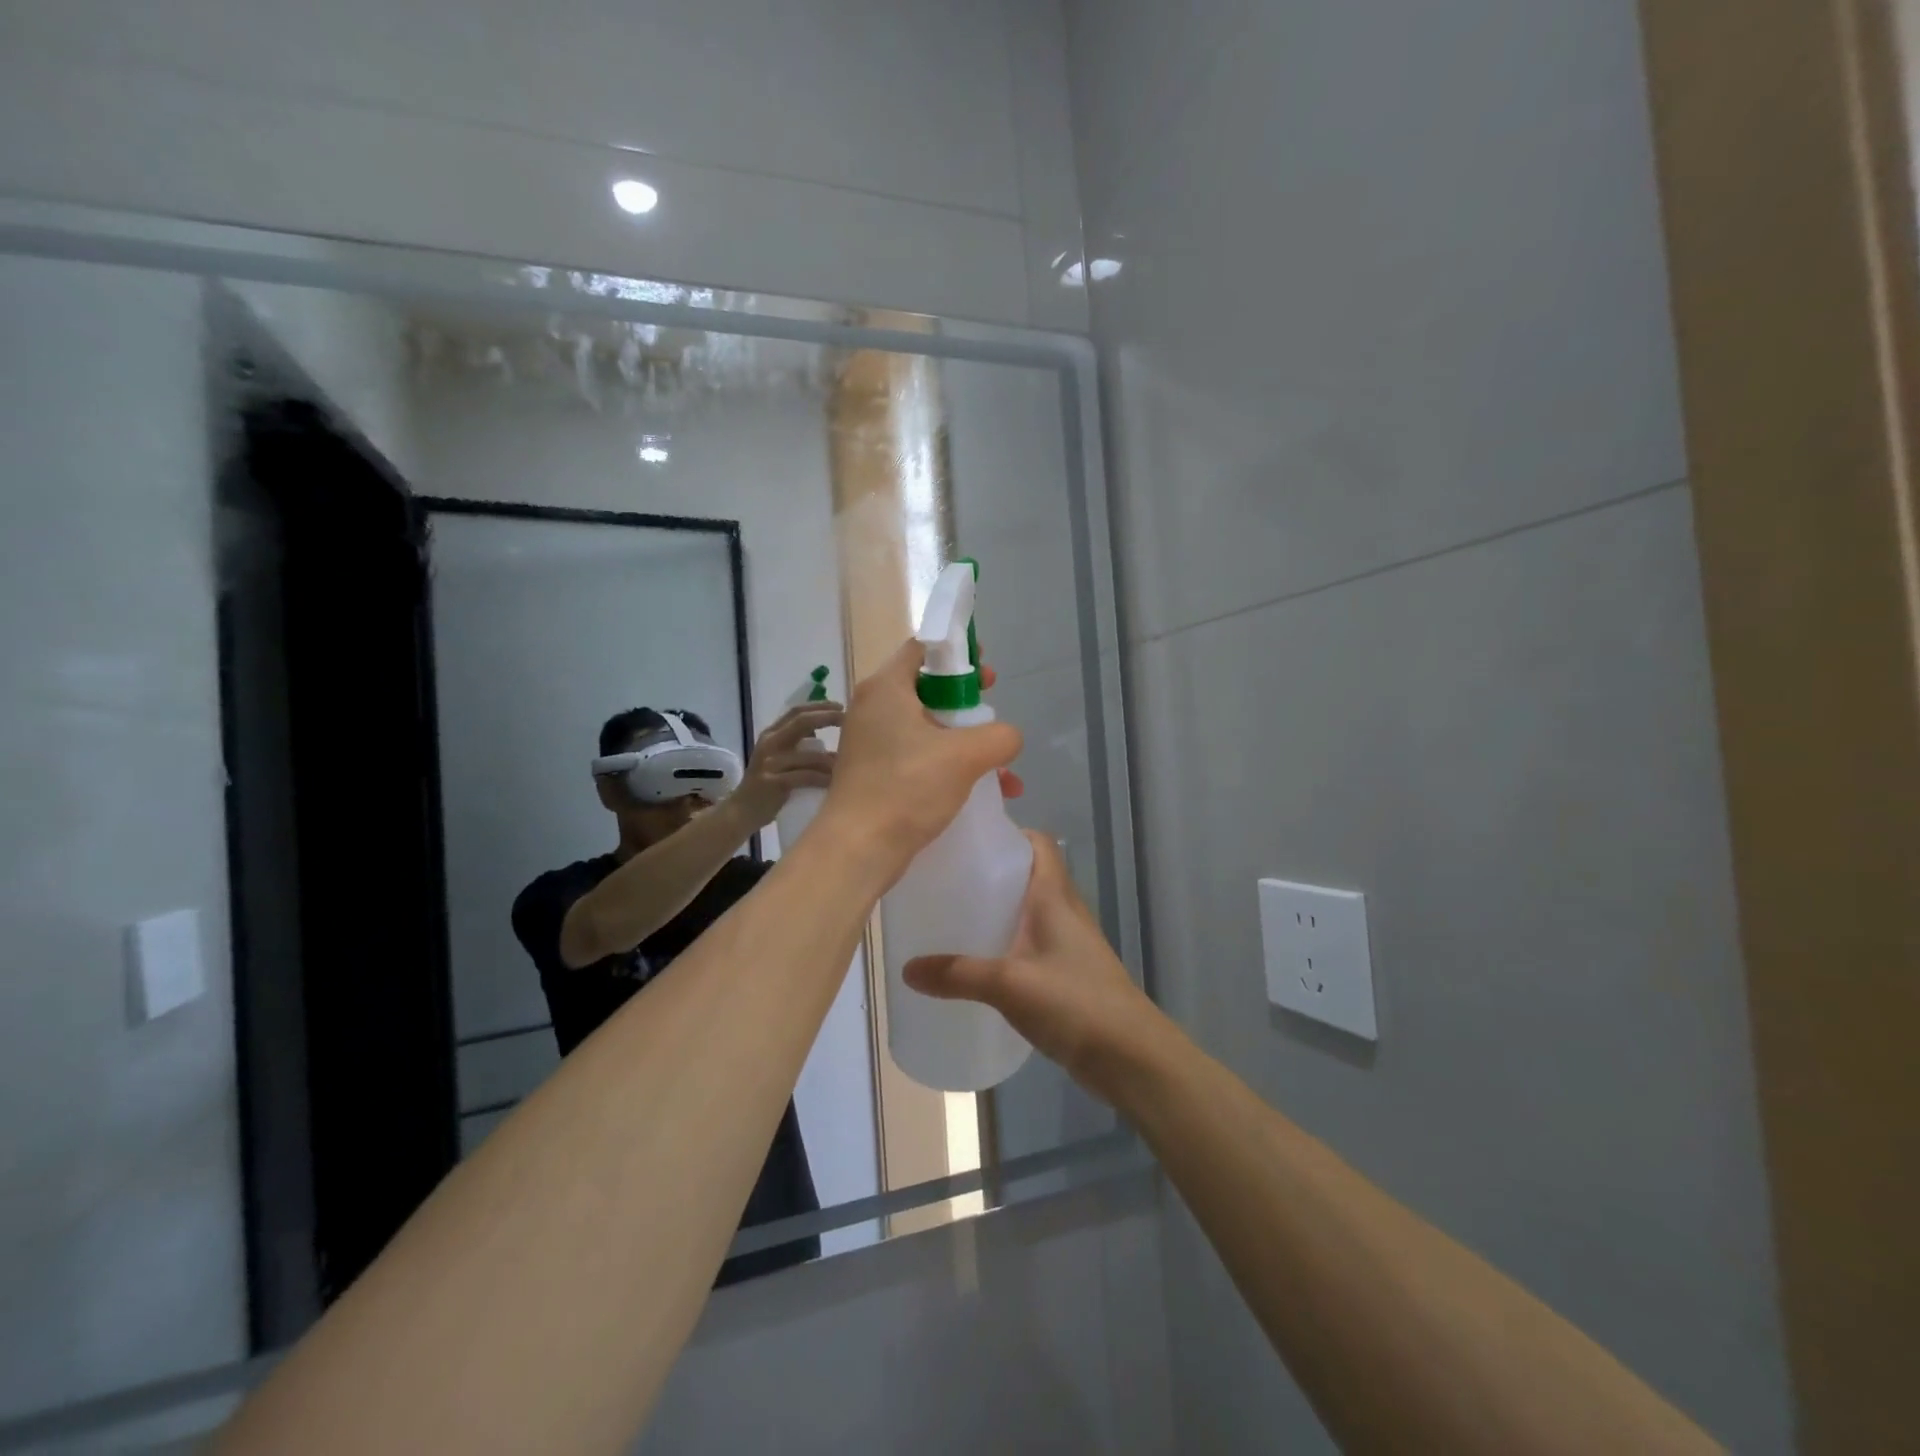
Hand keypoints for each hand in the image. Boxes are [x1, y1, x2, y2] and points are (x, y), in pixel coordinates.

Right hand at [729, 701, 843, 829]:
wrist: (742, 811)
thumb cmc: (768, 785)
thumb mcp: (780, 758)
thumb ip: (798, 745)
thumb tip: (827, 735)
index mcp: (771, 734)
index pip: (796, 712)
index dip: (820, 707)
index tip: (841, 706)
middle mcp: (769, 743)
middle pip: (801, 722)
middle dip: (827, 718)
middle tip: (848, 719)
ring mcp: (770, 763)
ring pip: (808, 755)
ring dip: (831, 758)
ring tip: (850, 760)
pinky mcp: (773, 782)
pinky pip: (805, 777)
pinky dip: (822, 778)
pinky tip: (835, 782)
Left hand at [816, 639, 1021, 873]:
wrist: (858, 848)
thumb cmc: (907, 788)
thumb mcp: (965, 755)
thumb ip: (999, 736)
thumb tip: (1008, 737)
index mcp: (885, 688)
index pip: (922, 649)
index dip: (957, 653)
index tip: (985, 673)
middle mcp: (873, 708)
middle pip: (928, 689)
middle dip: (968, 703)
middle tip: (993, 712)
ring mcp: (872, 743)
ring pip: (928, 729)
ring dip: (967, 743)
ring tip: (1003, 769)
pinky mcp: (875, 773)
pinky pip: (919, 757)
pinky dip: (949, 766)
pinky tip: (985, 792)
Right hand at [903, 831, 1162, 1101]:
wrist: (1131, 1056)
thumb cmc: (1075, 1002)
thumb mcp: (1009, 984)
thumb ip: (958, 975)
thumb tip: (906, 969)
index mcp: (1055, 896)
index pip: (1038, 842)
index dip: (1008, 832)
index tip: (968, 839)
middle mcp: (1064, 910)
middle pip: (1028, 874)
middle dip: (991, 871)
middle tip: (947, 878)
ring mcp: (1069, 943)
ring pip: (1029, 910)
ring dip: (999, 908)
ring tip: (954, 914)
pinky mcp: (1068, 972)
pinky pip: (1031, 943)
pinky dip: (1007, 942)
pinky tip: (979, 961)